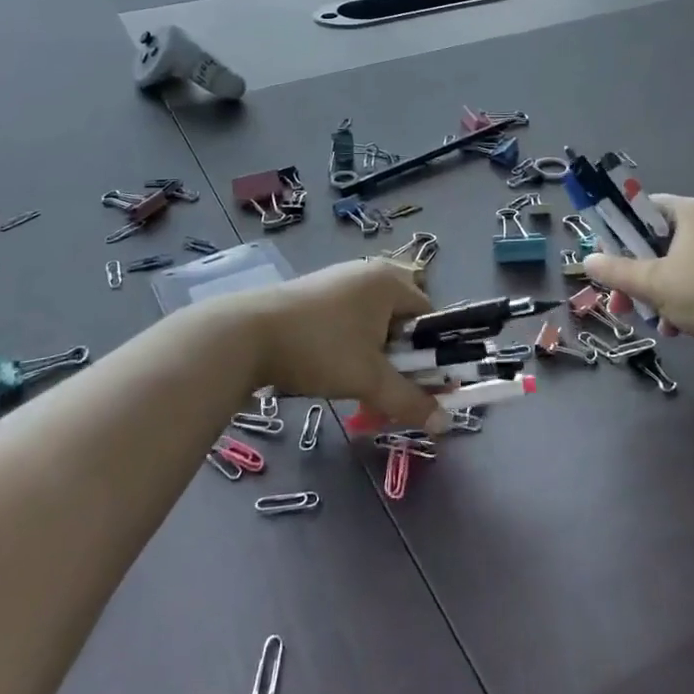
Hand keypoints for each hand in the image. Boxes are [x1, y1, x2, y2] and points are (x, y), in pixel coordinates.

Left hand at [243, 259, 448, 433]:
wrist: (248, 334)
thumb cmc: (320, 349)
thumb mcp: (369, 379)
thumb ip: (409, 400)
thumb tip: (445, 422)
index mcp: (389, 282)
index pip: (428, 315)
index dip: (429, 352)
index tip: (418, 383)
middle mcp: (367, 272)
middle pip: (400, 318)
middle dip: (398, 356)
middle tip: (387, 386)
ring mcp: (338, 279)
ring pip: (371, 321)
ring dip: (372, 353)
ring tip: (357, 382)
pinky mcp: (314, 292)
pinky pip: (347, 318)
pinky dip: (349, 344)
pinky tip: (331, 367)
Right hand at [581, 196, 693, 358]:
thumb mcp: (653, 283)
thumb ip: (616, 271)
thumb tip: (587, 260)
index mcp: (691, 210)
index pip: (644, 209)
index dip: (621, 234)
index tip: (609, 261)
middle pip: (658, 242)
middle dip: (638, 276)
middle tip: (622, 304)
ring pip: (677, 265)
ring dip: (659, 293)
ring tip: (655, 323)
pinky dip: (684, 299)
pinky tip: (678, 328)